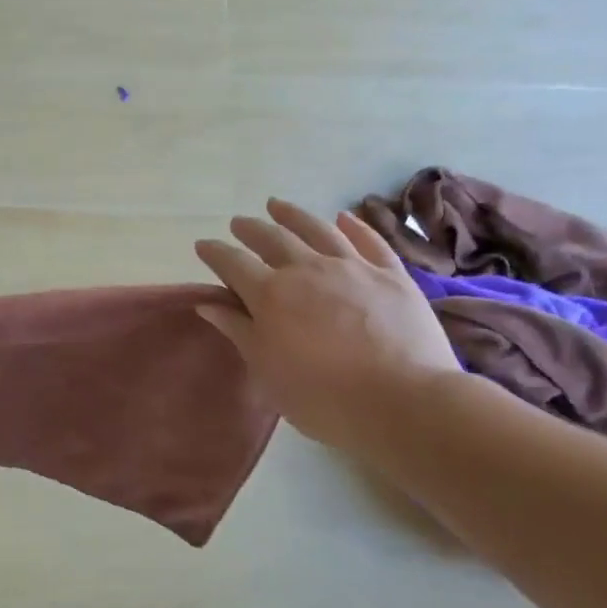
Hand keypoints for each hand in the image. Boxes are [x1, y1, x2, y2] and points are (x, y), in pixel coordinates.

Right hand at [195, 198, 459, 461]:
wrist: (403, 402)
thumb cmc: (323, 397)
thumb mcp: (267, 371)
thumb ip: (238, 332)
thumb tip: (207, 304)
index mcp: (270, 295)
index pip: (233, 263)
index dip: (215, 252)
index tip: (203, 245)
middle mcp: (307, 270)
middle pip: (272, 239)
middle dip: (250, 229)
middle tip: (238, 224)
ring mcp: (353, 268)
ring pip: (317, 229)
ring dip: (293, 215)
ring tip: (277, 205)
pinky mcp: (392, 275)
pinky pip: (370, 241)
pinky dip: (354, 226)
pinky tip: (344, 217)